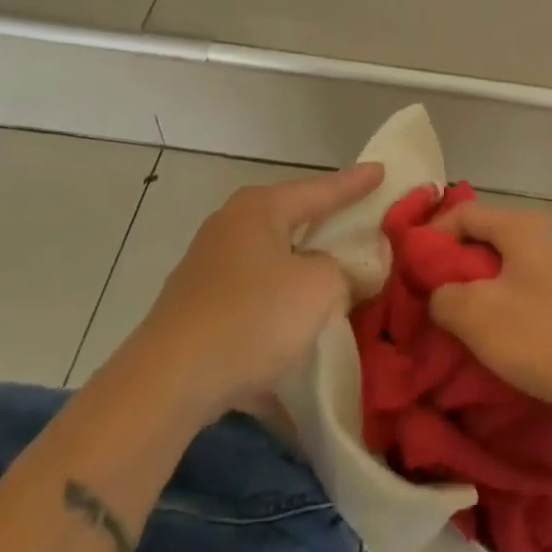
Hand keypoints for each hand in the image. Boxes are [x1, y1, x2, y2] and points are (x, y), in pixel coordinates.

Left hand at [125, 163, 384, 418]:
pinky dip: (280, 304)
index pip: (320, 189)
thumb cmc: (253, 317)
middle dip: (325, 221)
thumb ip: (345, 269)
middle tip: (360, 218)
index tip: (381, 169)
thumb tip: (341, 271)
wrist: (169, 382)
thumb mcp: (321, 286)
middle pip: (291, 218)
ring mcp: (208, 268)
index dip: (355, 182)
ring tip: (334, 273)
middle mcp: (230, 227)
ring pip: (272, 258)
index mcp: (259, 209)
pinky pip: (255, 295)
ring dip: (302, 267)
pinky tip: (298, 325)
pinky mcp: (198, 308)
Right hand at [426, 200, 551, 428]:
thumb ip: (442, 295)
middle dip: (450, 266)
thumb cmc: (542, 336)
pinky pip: (520, 289)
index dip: (431, 235)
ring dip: (473, 290)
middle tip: (425, 297)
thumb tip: (439, 294)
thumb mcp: (476, 314)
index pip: (463, 213)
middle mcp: (542, 236)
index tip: (408, 269)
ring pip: (501, 267)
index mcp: (521, 227)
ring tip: (450, 321)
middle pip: (482, 238)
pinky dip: (498, 305)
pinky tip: (486, 336)